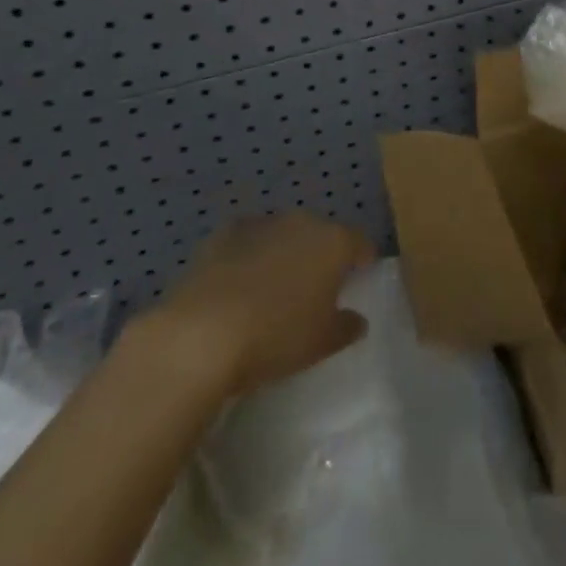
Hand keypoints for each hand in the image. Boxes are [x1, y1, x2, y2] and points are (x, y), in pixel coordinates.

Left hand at [145, 212, 375, 395]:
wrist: (202, 333)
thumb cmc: (276, 336)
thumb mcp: (321, 343)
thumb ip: (346, 327)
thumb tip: (357, 319)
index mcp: (333, 242)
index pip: (359, 242)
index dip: (363, 258)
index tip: (361, 275)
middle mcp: (301, 222)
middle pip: (320, 234)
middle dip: (321, 255)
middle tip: (316, 287)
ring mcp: (261, 224)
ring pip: (283, 235)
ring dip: (284, 253)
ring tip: (275, 287)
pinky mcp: (224, 234)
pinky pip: (247, 241)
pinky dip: (249, 256)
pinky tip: (239, 283)